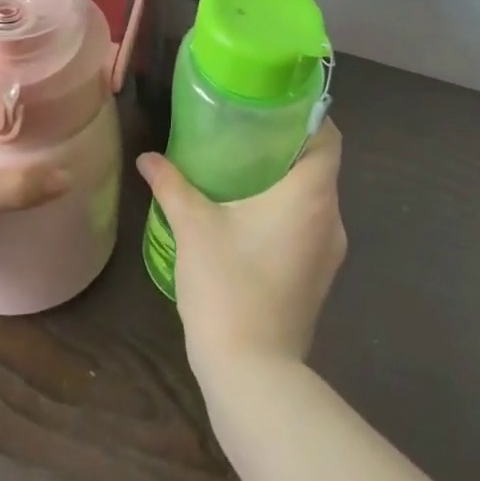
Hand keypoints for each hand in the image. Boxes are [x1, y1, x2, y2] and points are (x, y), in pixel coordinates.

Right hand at [136, 119, 347, 382]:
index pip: (329, 137)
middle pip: (320, 166)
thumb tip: (147, 157)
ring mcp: (329, 253)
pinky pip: (309, 228)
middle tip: (247, 132)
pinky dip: (287, 213)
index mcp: (311, 195)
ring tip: (243, 170)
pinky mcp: (319, 279)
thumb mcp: (194, 226)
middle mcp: (331, 218)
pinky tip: (250, 218)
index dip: (309, 115)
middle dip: (287, 146)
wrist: (252, 373)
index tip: (276, 106)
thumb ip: (172, 184)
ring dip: (286, 183)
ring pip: (314, 200)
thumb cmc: (228, 285)